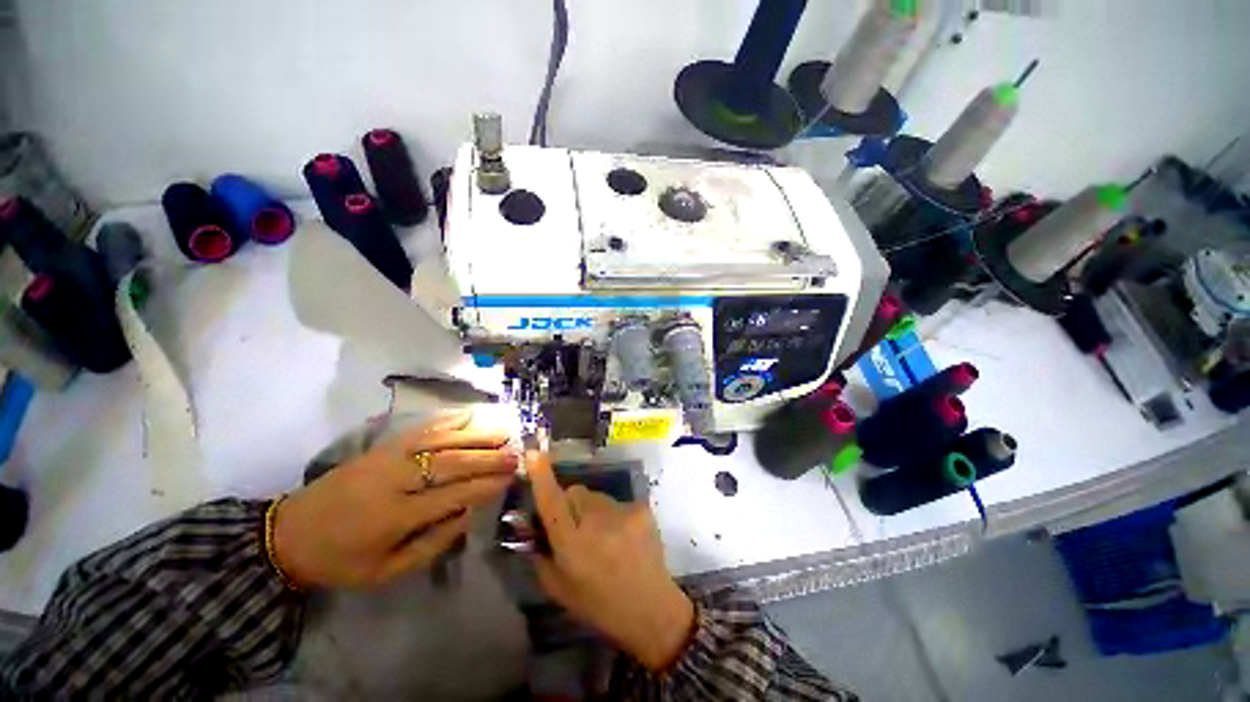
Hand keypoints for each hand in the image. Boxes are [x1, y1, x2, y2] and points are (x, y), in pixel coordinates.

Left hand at [272, 410, 516, 587]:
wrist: (288, 534)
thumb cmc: (340, 560)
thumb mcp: (385, 572)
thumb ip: (431, 544)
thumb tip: (468, 513)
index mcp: (394, 517)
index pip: (452, 495)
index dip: (485, 486)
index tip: (511, 478)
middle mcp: (394, 481)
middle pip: (451, 463)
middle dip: (488, 458)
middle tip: (516, 454)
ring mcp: (387, 458)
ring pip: (441, 441)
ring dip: (476, 435)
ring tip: (505, 431)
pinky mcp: (381, 446)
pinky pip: (421, 429)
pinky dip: (448, 420)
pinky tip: (469, 415)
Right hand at [528, 449, 694, 671]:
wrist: (650, 607)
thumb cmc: (598, 604)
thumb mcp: (559, 588)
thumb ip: (540, 554)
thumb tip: (532, 525)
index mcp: (572, 545)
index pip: (553, 503)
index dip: (542, 476)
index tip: (534, 453)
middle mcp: (596, 523)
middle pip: (575, 492)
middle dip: (570, 503)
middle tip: (577, 528)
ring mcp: (622, 512)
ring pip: (596, 496)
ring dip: (593, 509)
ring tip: (604, 537)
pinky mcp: (640, 508)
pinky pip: (617, 502)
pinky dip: (614, 514)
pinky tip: (622, 536)